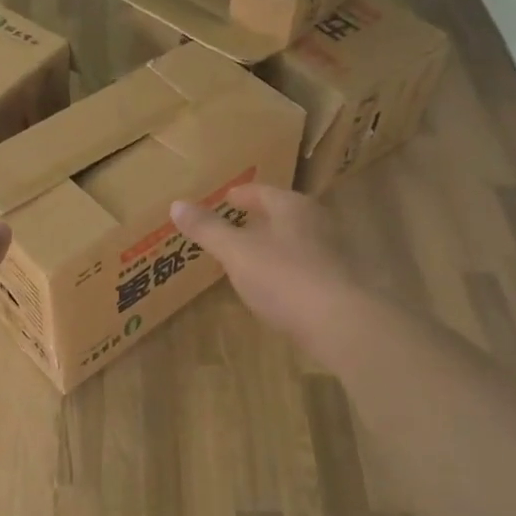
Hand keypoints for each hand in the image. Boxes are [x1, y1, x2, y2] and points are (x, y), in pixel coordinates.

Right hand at [172, 184, 361, 348]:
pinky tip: (273, 283)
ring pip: (295, 238)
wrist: (339, 323)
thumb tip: (176, 204)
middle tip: (234, 224)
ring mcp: (332, 252)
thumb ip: (208, 229)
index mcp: (292, 206)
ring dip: (273, 243)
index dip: (241, 195)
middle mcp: (316, 221)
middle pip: (282, 213)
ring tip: (249, 254)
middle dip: (259, 218)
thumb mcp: (236, 252)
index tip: (225, 198)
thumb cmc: (283, 277)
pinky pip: (304, 265)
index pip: (262, 191)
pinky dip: (286, 267)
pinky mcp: (339, 281)